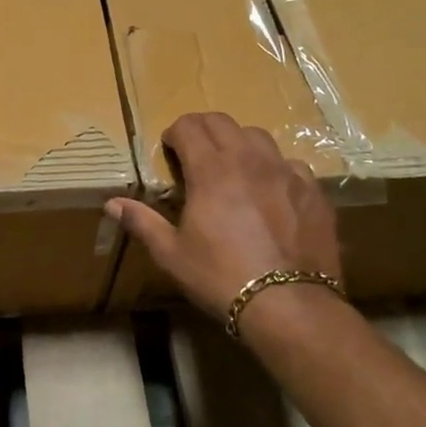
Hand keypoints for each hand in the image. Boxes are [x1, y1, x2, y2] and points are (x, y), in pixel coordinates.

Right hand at [106, 112, 342, 326]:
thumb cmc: (221, 277)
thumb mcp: (172, 254)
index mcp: (211, 170)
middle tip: (193, 151)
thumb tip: (112, 203)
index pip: (188, 126)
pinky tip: (271, 190)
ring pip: (258, 136)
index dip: (174, 133)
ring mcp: (286, 172)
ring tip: (232, 166)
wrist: (289, 305)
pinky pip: (291, 163)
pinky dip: (274, 167)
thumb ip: (142, 222)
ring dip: (238, 142)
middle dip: (202, 129)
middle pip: (221, 121)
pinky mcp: (313, 191)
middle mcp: (248, 160)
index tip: (168, 150)